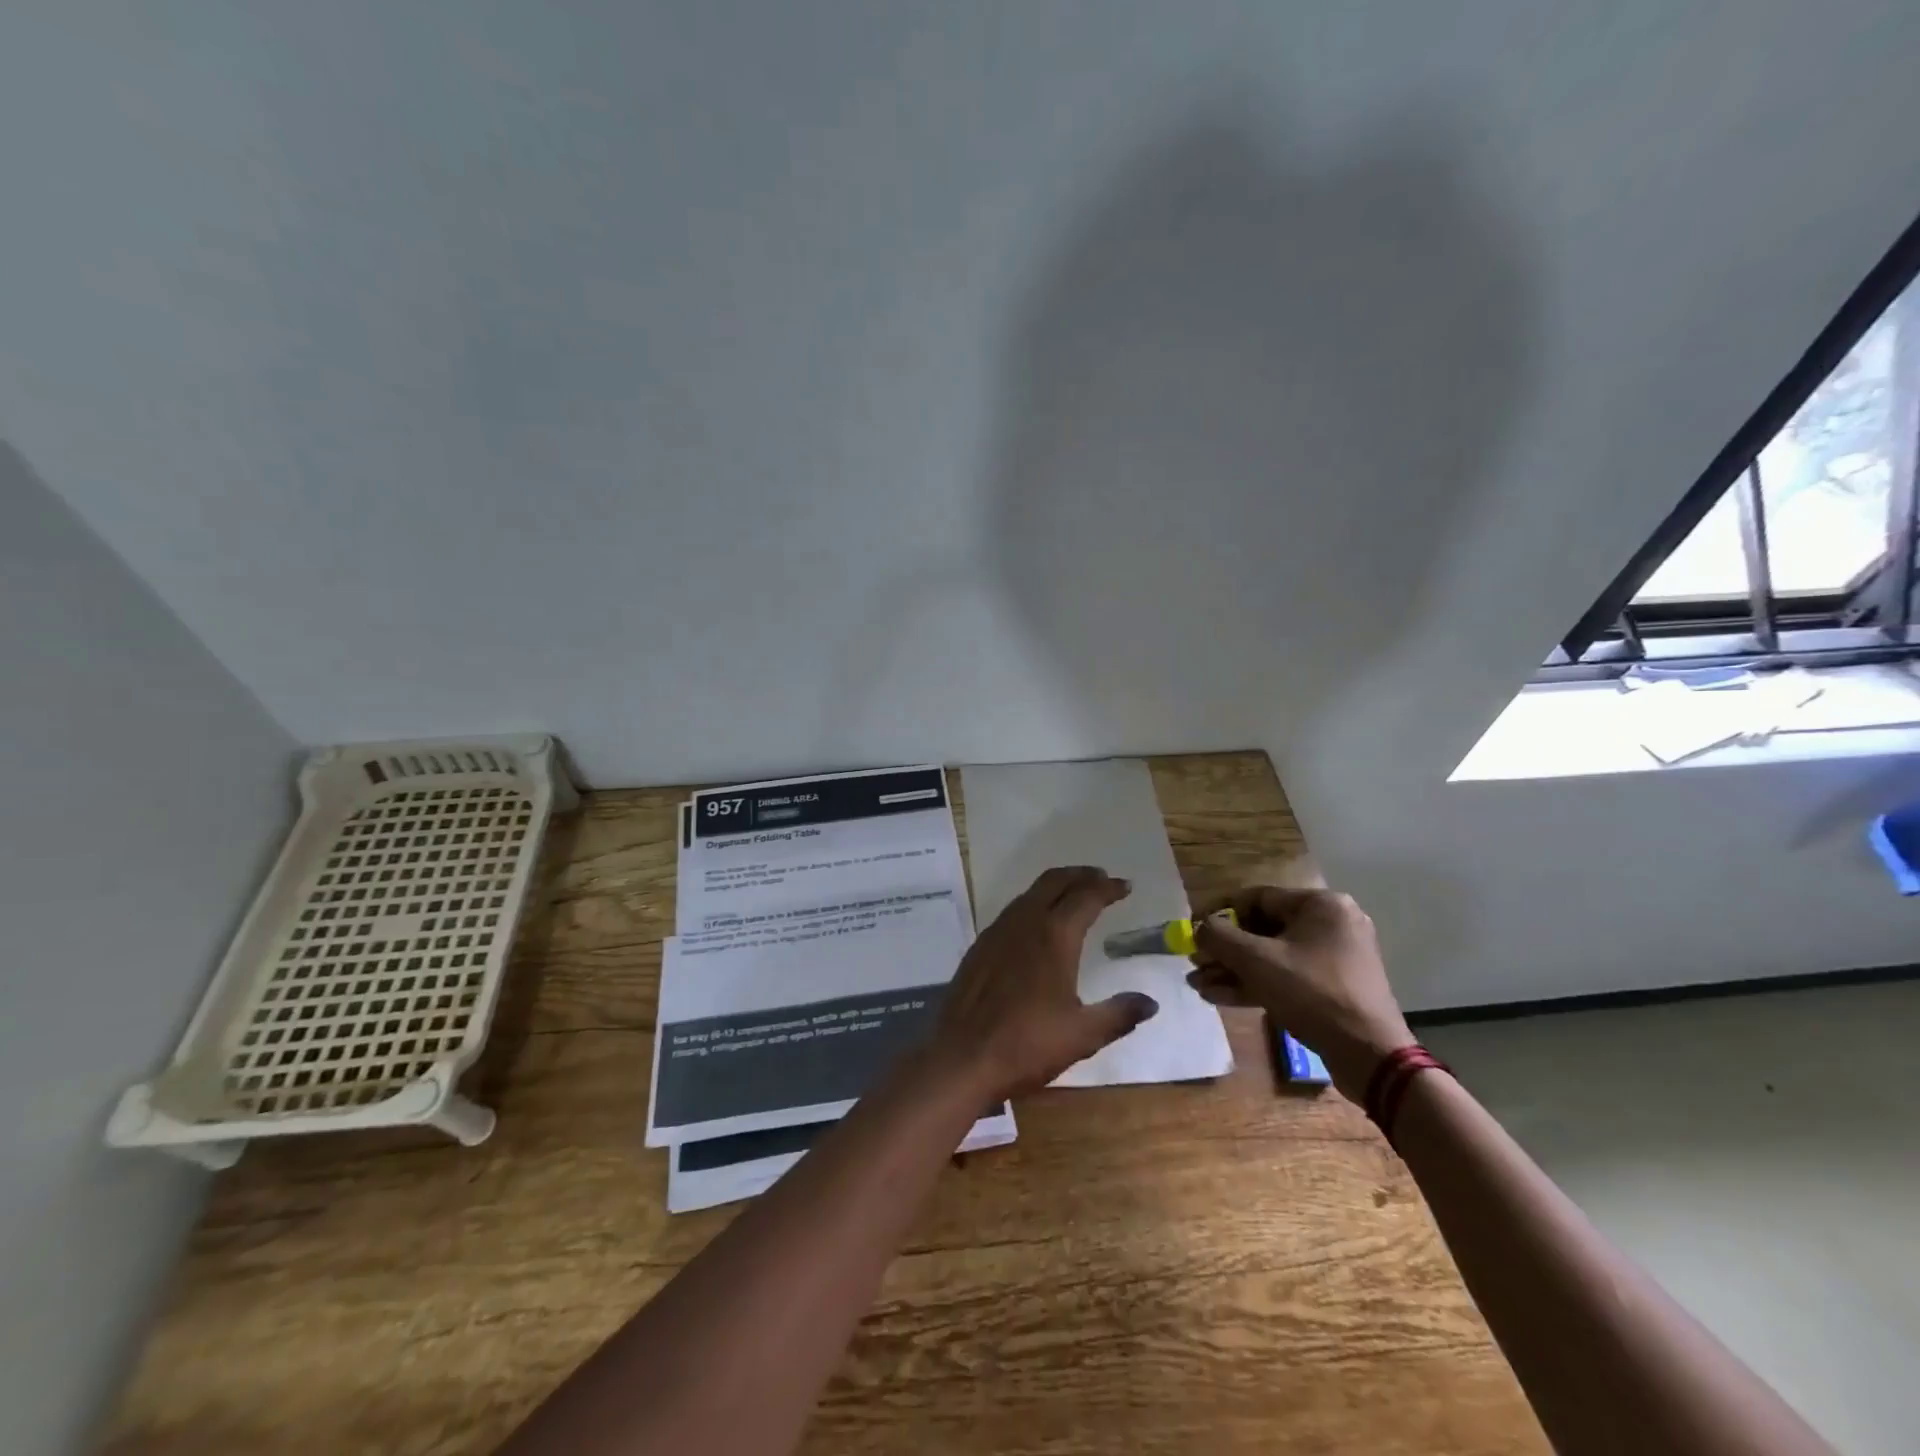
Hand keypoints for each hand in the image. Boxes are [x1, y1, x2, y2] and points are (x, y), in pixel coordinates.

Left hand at [930, 866, 1159, 1098]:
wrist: (962, 1057)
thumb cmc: (1027, 1044)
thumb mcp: (1082, 1034)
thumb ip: (1119, 1014)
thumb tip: (1150, 1003)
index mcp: (1054, 936)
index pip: (1086, 897)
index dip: (1107, 888)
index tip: (1124, 887)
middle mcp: (1025, 922)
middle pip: (1054, 881)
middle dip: (1080, 875)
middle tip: (1101, 879)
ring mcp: (997, 932)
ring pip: (1030, 893)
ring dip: (1055, 886)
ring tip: (1073, 895)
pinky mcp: (980, 946)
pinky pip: (1012, 910)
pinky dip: (1033, 903)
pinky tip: (1037, 924)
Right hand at [1189, 887, 1413, 1101]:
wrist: (1370, 1056)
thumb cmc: (1312, 993)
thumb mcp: (1257, 960)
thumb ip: (1219, 937)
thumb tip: (1199, 927)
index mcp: (1321, 905)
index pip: (1256, 898)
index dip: (1219, 913)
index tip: (1193, 929)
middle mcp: (1330, 924)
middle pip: (1262, 929)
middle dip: (1224, 950)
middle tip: (1195, 963)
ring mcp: (1333, 958)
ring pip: (1271, 957)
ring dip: (1234, 970)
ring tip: (1198, 985)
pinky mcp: (1332, 988)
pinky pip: (1286, 976)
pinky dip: (1255, 984)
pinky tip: (1219, 996)